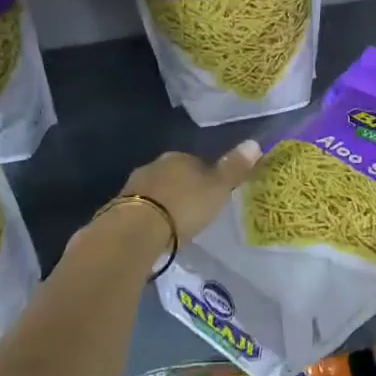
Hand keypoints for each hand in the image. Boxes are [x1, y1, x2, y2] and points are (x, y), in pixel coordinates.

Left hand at [121, 139, 261, 242]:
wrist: (137, 230)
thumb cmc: (185, 206)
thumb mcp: (218, 188)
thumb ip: (234, 168)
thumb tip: (255, 143)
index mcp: (180, 157)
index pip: (197, 162)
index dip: (207, 177)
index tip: (213, 195)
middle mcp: (155, 165)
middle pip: (174, 175)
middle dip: (183, 189)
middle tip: (195, 211)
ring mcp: (134, 186)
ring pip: (156, 191)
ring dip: (165, 203)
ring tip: (175, 224)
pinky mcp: (119, 208)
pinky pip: (142, 209)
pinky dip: (150, 217)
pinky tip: (157, 232)